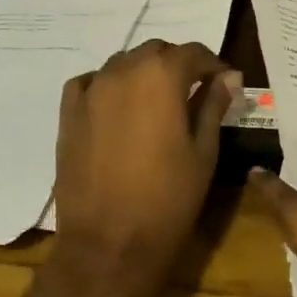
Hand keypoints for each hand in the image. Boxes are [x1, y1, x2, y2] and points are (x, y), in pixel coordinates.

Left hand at [52, 40, 239, 283]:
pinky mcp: (69, 113)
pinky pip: (91, 82)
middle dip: (178, 65)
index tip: (224, 83)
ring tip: (156, 103)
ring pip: (123, 63)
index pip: (193, 52)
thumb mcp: (203, 151)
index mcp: (161, 76)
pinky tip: (118, 107)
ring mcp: (92, 90)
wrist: (109, 244)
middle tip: (193, 93)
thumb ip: (213, 105)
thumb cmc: (168, 199)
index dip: (213, 65)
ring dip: (143, 73)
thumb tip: (228, 77)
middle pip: (156, 51)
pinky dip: (108, 85)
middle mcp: (123, 70)